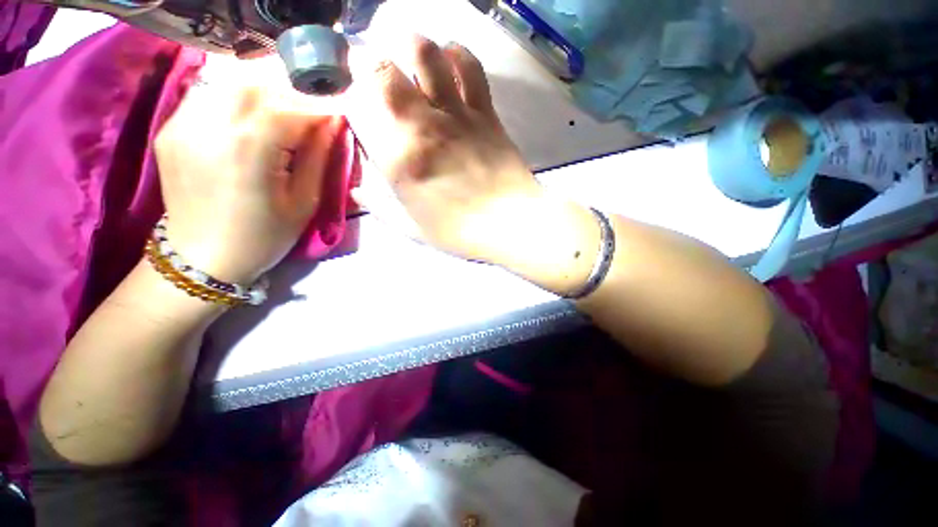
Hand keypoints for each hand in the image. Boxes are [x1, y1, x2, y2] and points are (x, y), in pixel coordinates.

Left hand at [155, 74, 342, 283]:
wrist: (203, 258)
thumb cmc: (264, 236)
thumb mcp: (304, 202)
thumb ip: (318, 157)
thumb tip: (332, 124)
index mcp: (249, 149)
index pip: (290, 109)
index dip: (319, 108)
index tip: (338, 113)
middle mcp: (210, 126)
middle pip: (256, 85)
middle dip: (290, 96)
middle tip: (310, 116)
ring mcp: (183, 124)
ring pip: (229, 84)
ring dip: (263, 95)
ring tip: (282, 117)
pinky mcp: (170, 130)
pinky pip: (208, 97)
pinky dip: (236, 102)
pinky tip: (249, 122)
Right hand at [346, 36, 545, 263]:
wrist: (511, 223)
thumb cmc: (461, 232)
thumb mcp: (414, 229)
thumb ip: (382, 208)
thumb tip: (358, 191)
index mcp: (399, 161)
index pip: (359, 111)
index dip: (352, 100)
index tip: (357, 105)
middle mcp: (421, 127)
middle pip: (383, 71)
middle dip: (370, 63)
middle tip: (375, 72)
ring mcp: (456, 114)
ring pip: (426, 55)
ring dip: (411, 47)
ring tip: (409, 56)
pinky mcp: (485, 112)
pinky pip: (470, 67)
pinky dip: (457, 55)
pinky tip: (451, 60)